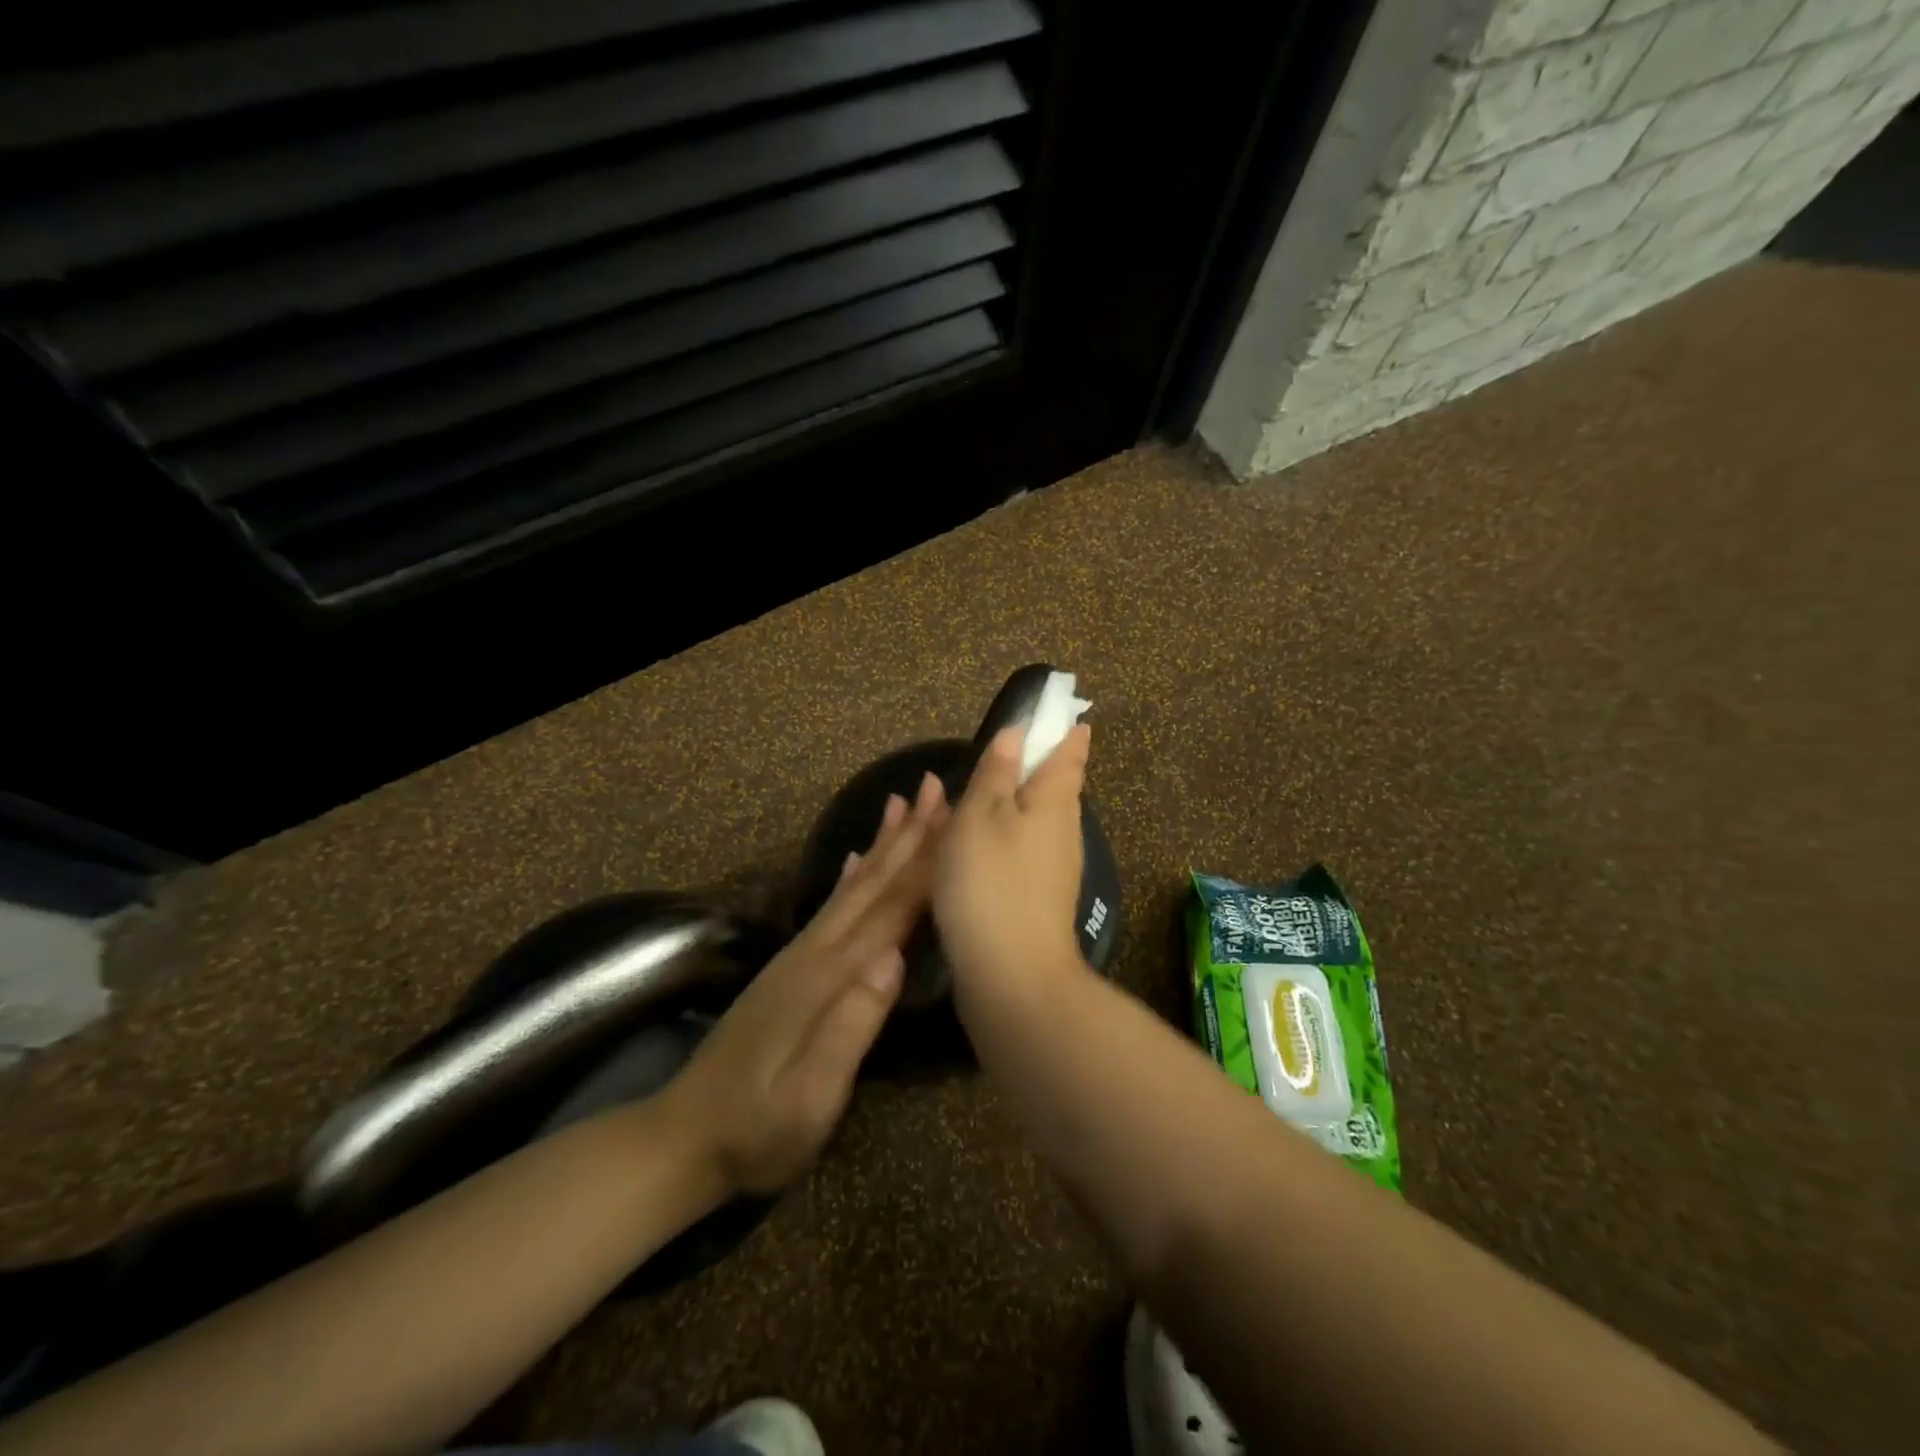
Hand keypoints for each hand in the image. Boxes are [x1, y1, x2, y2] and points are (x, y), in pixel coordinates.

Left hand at [664, 771, 947, 1195]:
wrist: (681, 1139)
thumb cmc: (756, 1131)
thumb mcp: (809, 1099)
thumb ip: (850, 1027)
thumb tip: (894, 957)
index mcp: (828, 977)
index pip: (890, 910)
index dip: (928, 864)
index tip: (959, 819)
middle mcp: (815, 952)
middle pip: (872, 882)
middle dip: (909, 834)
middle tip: (936, 784)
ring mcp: (800, 956)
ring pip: (853, 886)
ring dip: (883, 842)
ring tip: (902, 802)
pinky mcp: (792, 968)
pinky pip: (831, 906)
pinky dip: (849, 874)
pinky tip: (856, 855)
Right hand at [932, 721, 1091, 1003]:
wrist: (1012, 976)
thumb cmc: (991, 882)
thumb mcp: (981, 816)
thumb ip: (996, 772)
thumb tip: (1017, 733)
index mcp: (1055, 799)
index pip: (1070, 751)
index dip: (1065, 729)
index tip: (1061, 712)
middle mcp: (1064, 829)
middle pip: (1055, 785)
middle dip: (1036, 765)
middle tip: (1007, 748)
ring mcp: (1055, 867)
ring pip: (1037, 820)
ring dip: (1015, 802)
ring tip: (983, 791)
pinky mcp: (1039, 898)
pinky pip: (1024, 850)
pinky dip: (1005, 836)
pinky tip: (980, 843)